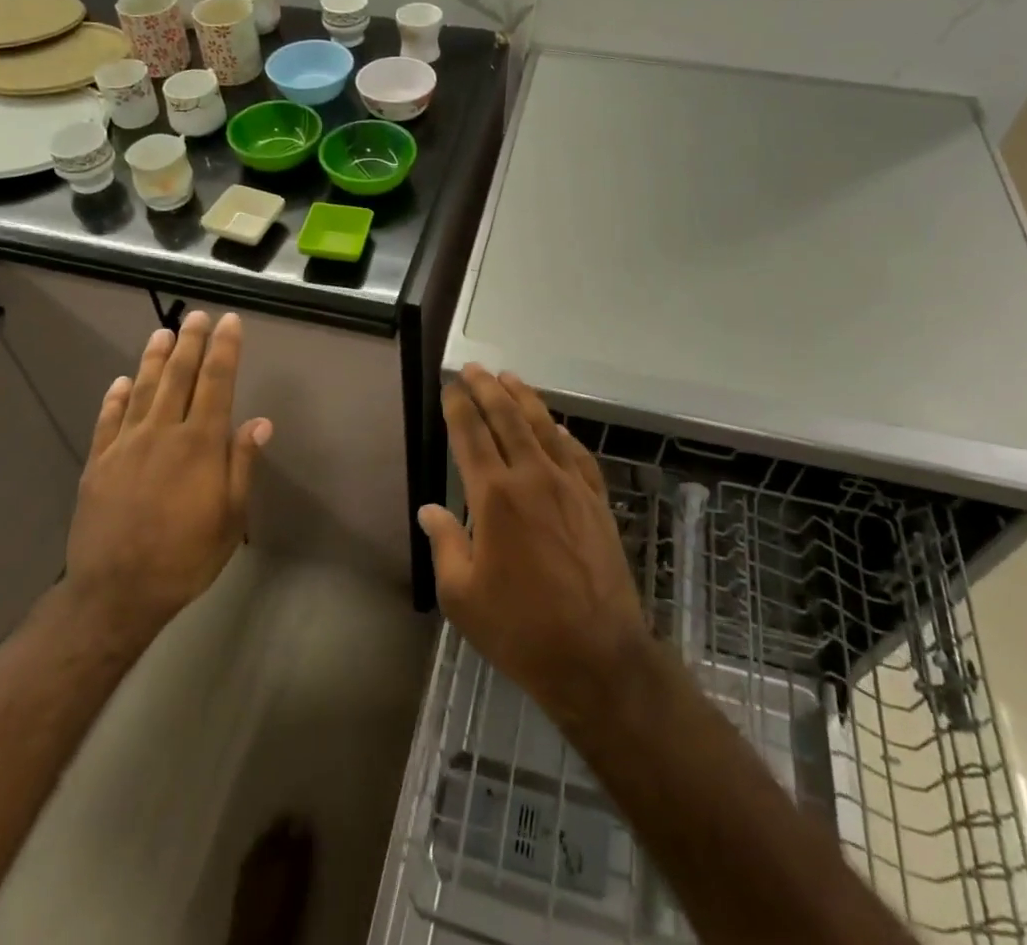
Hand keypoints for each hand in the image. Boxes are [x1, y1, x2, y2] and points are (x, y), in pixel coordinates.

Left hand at [59, 312, 271, 645]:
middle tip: (196, 316)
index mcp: (200, 444)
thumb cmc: (185, 557)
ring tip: (162, 333)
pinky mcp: (98, 463)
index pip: (217, 383)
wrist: (115, 594)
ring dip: (153, 359)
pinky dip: (115, 397)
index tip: (230, 322)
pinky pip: (108, 420)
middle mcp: (163, 433)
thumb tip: (260, 421)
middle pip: (178, 376)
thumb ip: (241, 464)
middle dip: (190, 343)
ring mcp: (126, 446)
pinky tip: (120, 382)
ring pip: (142, 390)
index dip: (225, 350)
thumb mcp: (230, 518)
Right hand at [419, 366, 650, 725]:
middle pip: (507, 419)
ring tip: (509, 378)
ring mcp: (570, 486)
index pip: (471, 435)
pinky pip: (578, 455)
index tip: (451, 385)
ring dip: (524, 398)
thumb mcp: (462, 596)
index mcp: (494, 497)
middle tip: (474, 369)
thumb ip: (445, 543)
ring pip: (544, 427)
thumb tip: (429, 509)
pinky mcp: (596, 501)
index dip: (459, 406)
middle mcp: (532, 478)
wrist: (597, 656)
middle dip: (487, 389)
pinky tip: (557, 427)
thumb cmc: (520, 628)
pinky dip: (563, 434)